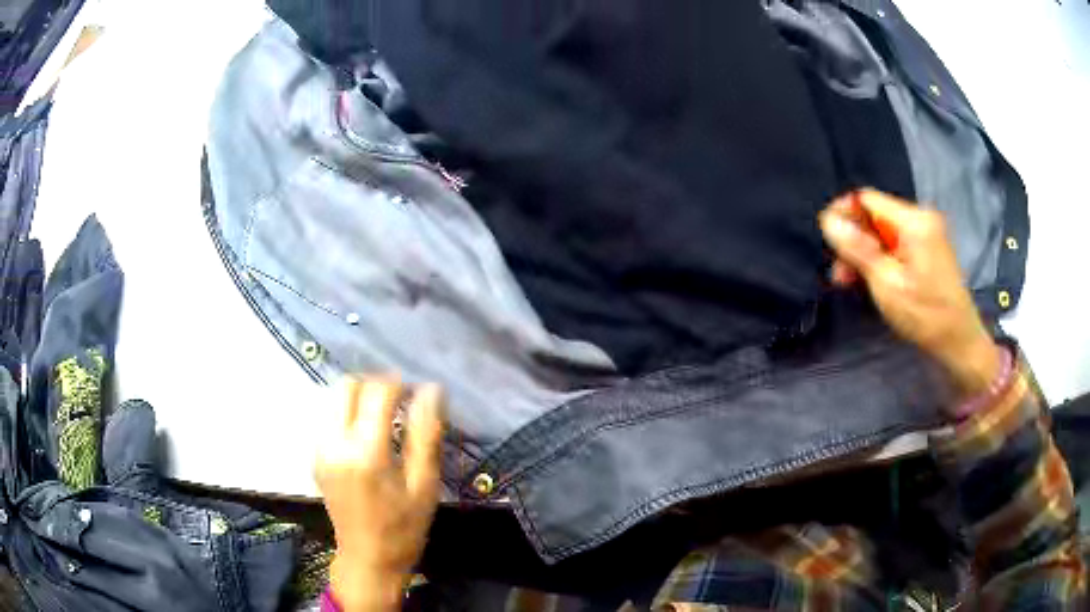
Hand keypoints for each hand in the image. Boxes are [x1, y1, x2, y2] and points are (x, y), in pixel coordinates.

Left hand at [315, 379, 443, 611]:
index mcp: (366, 453)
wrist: (367, 560)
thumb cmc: (403, 528)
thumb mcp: (424, 486)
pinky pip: (328, 417)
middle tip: (400, 401)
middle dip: (375, 384)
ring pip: (334, 399)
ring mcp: (320, 450)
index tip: (417, 392)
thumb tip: (432, 391)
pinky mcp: (315, 457)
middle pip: (347, 386)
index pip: (377, 392)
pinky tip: (367, 434)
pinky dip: (348, 413)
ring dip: (359, 397)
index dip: (400, 384)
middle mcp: (335, 443)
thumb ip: (426, 435)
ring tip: (384, 416)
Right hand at [819, 189, 1001, 403]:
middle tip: (838, 274)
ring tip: (849, 281)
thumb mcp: (887, 283)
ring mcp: (926, 233)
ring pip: (883, 232)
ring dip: (865, 253)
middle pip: (875, 216)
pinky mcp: (928, 248)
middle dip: (854, 241)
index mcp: (913, 221)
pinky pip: (896, 244)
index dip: (844, 215)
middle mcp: (920, 218)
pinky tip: (870, 279)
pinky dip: (881, 259)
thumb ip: (858, 249)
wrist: (959, 341)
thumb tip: (828, 220)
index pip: (867, 199)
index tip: (829, 243)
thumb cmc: (925, 315)